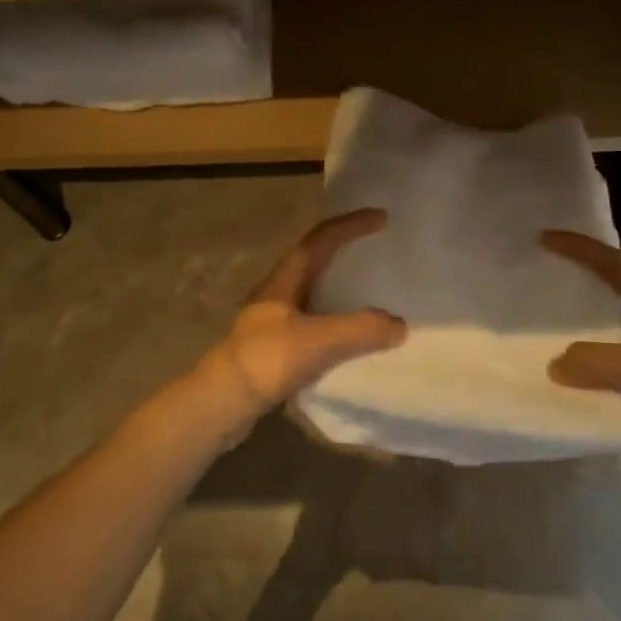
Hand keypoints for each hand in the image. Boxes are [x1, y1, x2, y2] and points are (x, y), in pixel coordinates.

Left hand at [180, 209, 406, 443]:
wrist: (221, 404)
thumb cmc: (266, 360)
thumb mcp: (318, 341)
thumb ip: (361, 329)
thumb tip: (399, 325)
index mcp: (283, 280)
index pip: (320, 240)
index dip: (350, 225)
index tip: (381, 217)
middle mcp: (277, 294)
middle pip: (315, 262)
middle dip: (346, 252)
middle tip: (378, 251)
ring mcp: (273, 322)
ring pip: (315, 295)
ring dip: (342, 290)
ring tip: (373, 294)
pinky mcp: (275, 349)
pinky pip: (314, 325)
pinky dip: (337, 323)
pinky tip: (352, 338)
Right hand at [541, 230, 620, 498]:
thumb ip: (595, 362)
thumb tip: (554, 367)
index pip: (614, 267)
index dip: (581, 249)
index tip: (545, 240)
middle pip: (599, 305)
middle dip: (566, 294)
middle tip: (525, 292)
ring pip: (593, 349)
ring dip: (564, 347)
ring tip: (524, 343)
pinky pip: (596, 386)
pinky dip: (573, 387)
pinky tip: (548, 390)